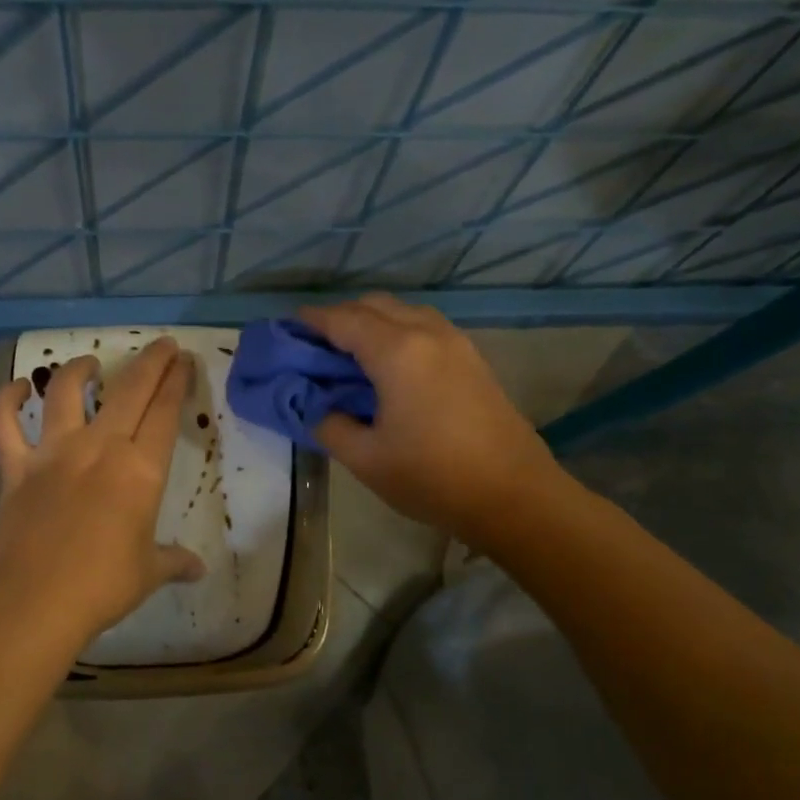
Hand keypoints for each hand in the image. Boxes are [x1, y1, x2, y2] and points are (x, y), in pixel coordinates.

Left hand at [0, 337, 204, 647]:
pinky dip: (5, 401)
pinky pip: (4, 424)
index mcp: (140, 471)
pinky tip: (15, 388)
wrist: (37, 601)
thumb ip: (174, 562)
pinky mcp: (16, 467)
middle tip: (161, 345)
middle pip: (129, 390)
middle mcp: (99, 448)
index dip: (177, 382)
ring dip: (80, 369)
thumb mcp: (148, 572)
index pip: (165, 413)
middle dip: (149, 362)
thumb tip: (198, 569)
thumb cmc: (103, 586)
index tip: (183, 360)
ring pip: (65, 392)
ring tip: (91, 363)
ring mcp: (53, 453)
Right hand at [297, 295, 573, 546]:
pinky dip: (397, 333)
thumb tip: (318, 409)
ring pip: (405, 313)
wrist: (512, 494)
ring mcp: (456, 343)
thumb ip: (329, 426)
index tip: (287, 328)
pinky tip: (388, 366)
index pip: (344, 321)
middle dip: (341, 317)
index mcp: (397, 352)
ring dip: (372, 322)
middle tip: (315, 345)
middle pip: (376, 306)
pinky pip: (426, 328)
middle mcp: (428, 334)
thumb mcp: (365, 459)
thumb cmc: (432, 477)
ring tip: (349, 355)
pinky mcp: (473, 360)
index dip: (312, 321)